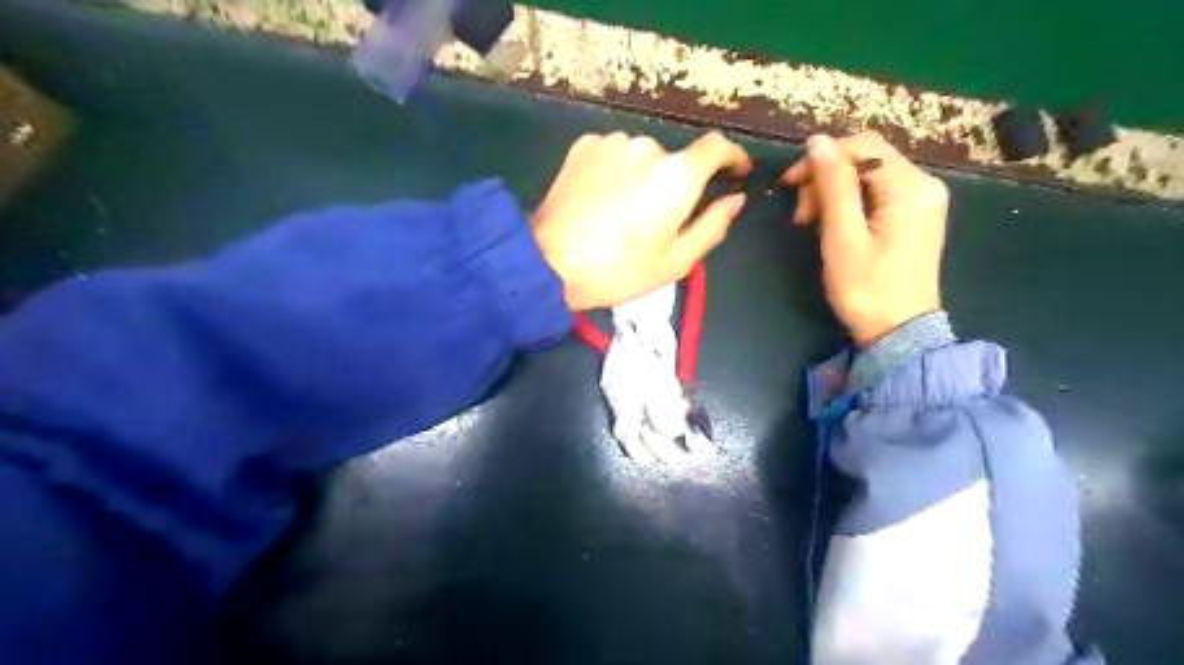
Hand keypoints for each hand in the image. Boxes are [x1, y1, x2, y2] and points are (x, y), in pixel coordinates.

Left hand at [534, 130, 747, 309]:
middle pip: (675, 160)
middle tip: (656, 221)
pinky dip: (616, 172)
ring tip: (623, 213)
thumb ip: (713, 226)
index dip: (733, 157)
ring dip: (642, 178)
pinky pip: (613, 155)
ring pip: (642, 157)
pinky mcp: (584, 145)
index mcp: (677, 175)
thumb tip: (735, 199)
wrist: (548, 263)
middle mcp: (648, 147)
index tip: (735, 172)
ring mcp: (612, 142)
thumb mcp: (676, 261)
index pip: (718, 147)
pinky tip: (600, 201)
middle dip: (674, 185)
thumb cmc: (619, 270)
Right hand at [784, 131, 950, 348]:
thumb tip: (817, 142)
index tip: (789, 184)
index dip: (821, 158)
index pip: (862, 146)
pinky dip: (850, 201)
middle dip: (825, 177)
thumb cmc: (866, 290)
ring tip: (811, 222)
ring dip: (834, 190)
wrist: (899, 332)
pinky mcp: (915, 215)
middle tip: (801, 215)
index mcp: (910, 188)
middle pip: (866, 157)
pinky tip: (834, 223)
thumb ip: (833, 186)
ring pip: (869, 174)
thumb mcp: (843, 238)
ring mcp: (923, 200)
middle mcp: (924, 184)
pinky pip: (878, 191)